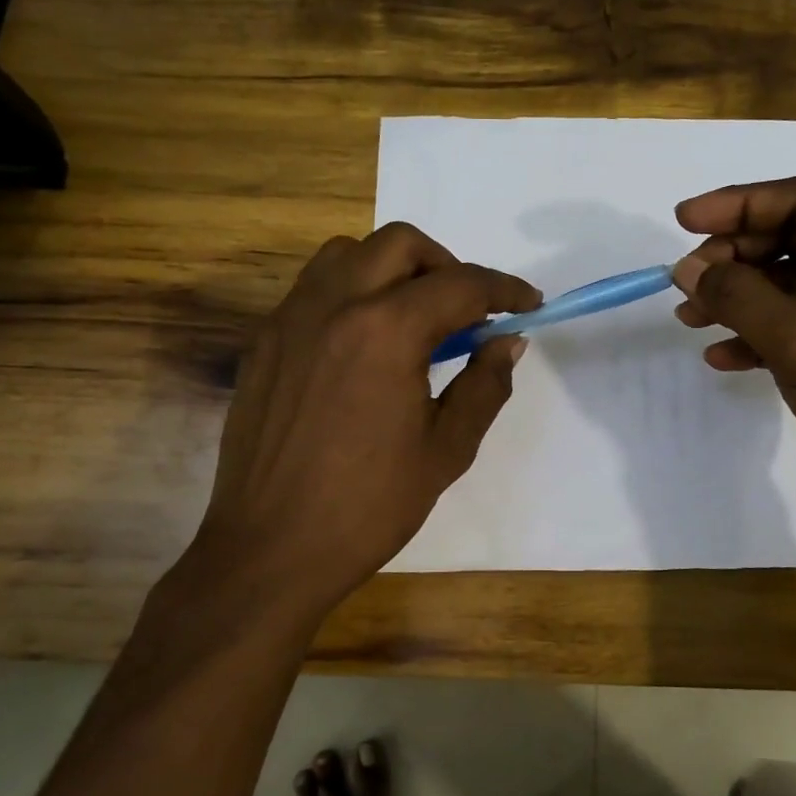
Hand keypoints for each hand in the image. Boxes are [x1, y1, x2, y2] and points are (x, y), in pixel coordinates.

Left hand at [188, 223, 538, 623]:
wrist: (271, 549)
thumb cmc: (370, 506)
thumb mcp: (447, 449)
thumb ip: (485, 384)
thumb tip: (508, 341)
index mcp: (386, 331)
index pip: (460, 285)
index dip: (504, 291)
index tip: (529, 307)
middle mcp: (334, 305)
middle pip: (401, 245)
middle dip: (448, 267)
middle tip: (467, 313)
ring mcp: (291, 319)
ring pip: (349, 254)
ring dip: (394, 269)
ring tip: (414, 319)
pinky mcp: (265, 341)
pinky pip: (314, 288)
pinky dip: (352, 291)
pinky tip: (365, 343)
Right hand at [672, 177, 795, 572]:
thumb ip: (738, 295)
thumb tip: (686, 268)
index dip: (738, 204)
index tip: (683, 220)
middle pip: (793, 239)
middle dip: (734, 259)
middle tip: (684, 281)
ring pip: (788, 285)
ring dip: (737, 299)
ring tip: (688, 318)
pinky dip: (757, 336)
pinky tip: (721, 357)